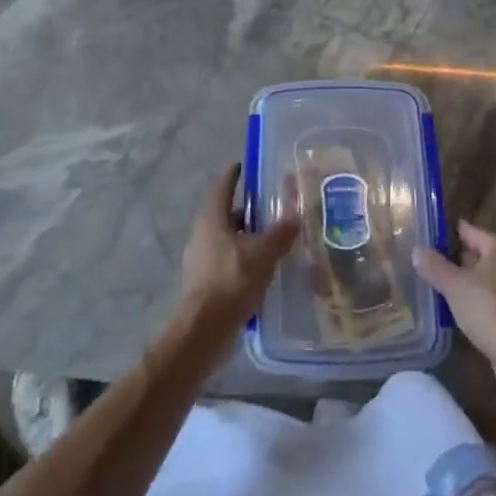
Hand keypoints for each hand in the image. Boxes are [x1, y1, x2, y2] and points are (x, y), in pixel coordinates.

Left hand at [178, 164, 299, 333]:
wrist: (203, 330)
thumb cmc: (231, 281)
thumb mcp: (263, 254)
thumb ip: (280, 234)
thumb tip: (295, 216)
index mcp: (212, 220)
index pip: (222, 187)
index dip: (233, 175)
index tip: (243, 165)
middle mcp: (202, 235)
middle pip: (225, 215)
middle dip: (247, 211)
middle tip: (270, 209)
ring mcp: (200, 260)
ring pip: (226, 240)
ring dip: (246, 238)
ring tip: (271, 241)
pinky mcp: (204, 282)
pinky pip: (226, 261)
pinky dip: (242, 259)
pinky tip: (261, 270)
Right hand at [412, 221, 495, 384]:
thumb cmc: (489, 310)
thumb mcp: (454, 285)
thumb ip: (434, 266)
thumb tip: (417, 250)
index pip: (467, 230)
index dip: (445, 235)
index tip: (425, 242)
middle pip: (478, 254)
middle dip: (455, 262)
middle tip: (428, 268)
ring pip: (486, 279)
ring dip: (467, 285)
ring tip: (439, 291)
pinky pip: (494, 299)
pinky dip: (479, 303)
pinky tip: (461, 313)